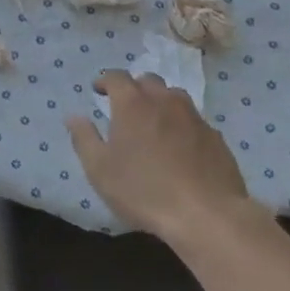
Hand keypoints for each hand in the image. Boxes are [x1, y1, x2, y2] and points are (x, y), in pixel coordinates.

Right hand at [64, 71, 260, 247]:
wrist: (206, 214)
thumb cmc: (143, 190)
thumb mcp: (99, 169)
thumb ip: (84, 138)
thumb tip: (74, 117)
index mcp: (132, 103)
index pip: (116, 76)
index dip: (104, 80)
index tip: (97, 90)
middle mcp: (164, 100)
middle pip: (147, 80)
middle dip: (134, 88)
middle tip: (125, 107)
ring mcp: (194, 116)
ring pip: (174, 96)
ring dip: (160, 102)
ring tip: (154, 123)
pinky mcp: (215, 136)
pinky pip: (193, 120)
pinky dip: (182, 124)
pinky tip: (180, 146)